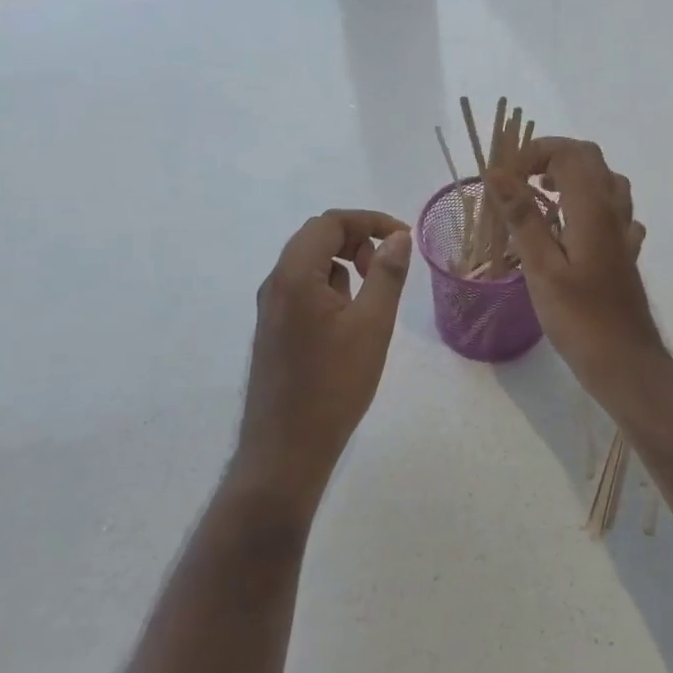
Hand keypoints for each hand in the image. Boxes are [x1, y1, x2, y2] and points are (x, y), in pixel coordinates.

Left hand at [238, 209, 412, 499]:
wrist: (285, 450)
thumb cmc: (333, 385)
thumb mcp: (372, 325)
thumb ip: (386, 274)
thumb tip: (398, 237)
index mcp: (294, 275)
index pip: (330, 222)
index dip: (369, 221)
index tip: (403, 239)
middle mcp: (275, 284)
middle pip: (316, 238)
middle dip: (357, 241)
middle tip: (386, 269)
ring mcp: (270, 309)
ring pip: (309, 265)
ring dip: (344, 265)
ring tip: (370, 301)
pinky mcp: (273, 330)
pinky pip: (302, 290)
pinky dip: (330, 289)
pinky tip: (348, 324)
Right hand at [484, 139, 664, 397]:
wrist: (625, 361)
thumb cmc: (579, 318)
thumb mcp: (541, 267)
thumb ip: (522, 216)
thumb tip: (496, 173)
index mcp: (592, 208)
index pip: (567, 152)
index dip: (532, 153)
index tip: (503, 179)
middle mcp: (614, 210)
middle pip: (588, 159)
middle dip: (551, 158)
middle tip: (518, 182)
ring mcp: (624, 231)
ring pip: (604, 182)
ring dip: (571, 178)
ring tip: (541, 198)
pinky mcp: (625, 252)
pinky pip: (612, 212)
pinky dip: (588, 205)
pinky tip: (572, 229)